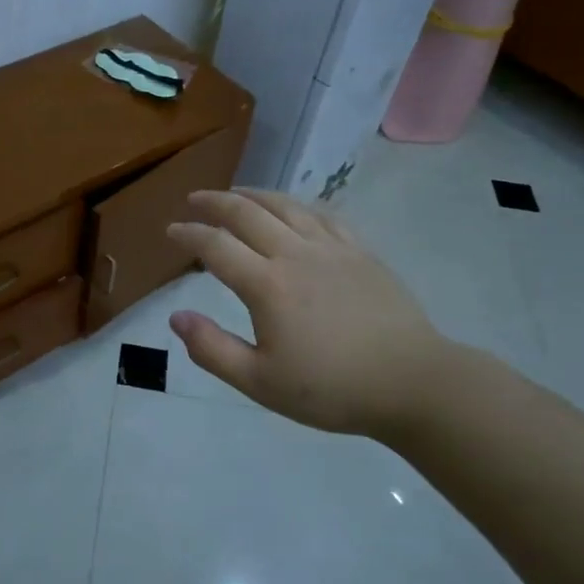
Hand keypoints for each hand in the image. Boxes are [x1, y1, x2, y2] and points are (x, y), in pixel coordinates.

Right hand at [166, 189, 457, 444]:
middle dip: (214, 202)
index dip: (189, 234)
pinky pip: (322, 214)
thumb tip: (176, 317)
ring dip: (253, 195)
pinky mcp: (361, 252)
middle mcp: (295, 254)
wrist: (413, 383)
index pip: (216, 246)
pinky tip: (292, 208)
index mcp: (267, 285)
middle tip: (194, 200)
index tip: (171, 231)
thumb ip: (212, 349)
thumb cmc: (332, 389)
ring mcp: (332, 248)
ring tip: (235, 194)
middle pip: (247, 213)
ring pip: (285, 206)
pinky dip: (297, 205)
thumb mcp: (260, 383)